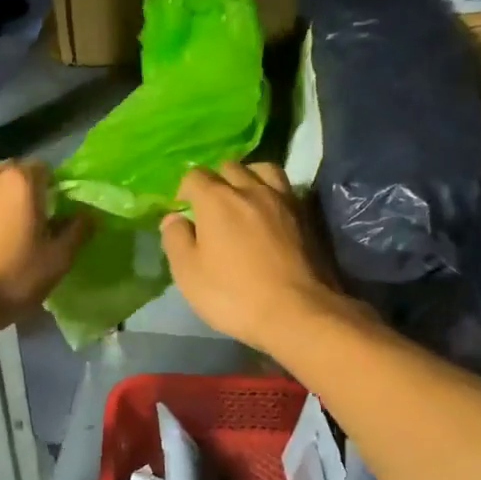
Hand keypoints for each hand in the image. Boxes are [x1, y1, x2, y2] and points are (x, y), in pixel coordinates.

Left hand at [0, 160, 89, 332]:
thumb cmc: (10, 278)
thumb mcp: (56, 261)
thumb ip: (77, 232)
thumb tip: (88, 215)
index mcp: (21, 181)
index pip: (46, 169)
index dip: (55, 190)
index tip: (58, 216)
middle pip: (16, 175)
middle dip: (27, 193)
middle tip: (35, 225)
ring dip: (2, 203)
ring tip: (7, 236)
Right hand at [160, 163, 337, 352]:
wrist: (297, 312)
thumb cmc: (234, 295)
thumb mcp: (188, 273)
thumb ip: (176, 239)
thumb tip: (173, 218)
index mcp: (216, 200)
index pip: (194, 176)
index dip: (184, 191)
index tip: (183, 211)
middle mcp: (250, 189)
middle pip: (229, 167)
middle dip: (216, 180)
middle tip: (211, 207)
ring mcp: (283, 199)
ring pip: (263, 170)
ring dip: (248, 177)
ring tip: (244, 199)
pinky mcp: (306, 215)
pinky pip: (285, 188)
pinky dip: (272, 192)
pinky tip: (270, 212)